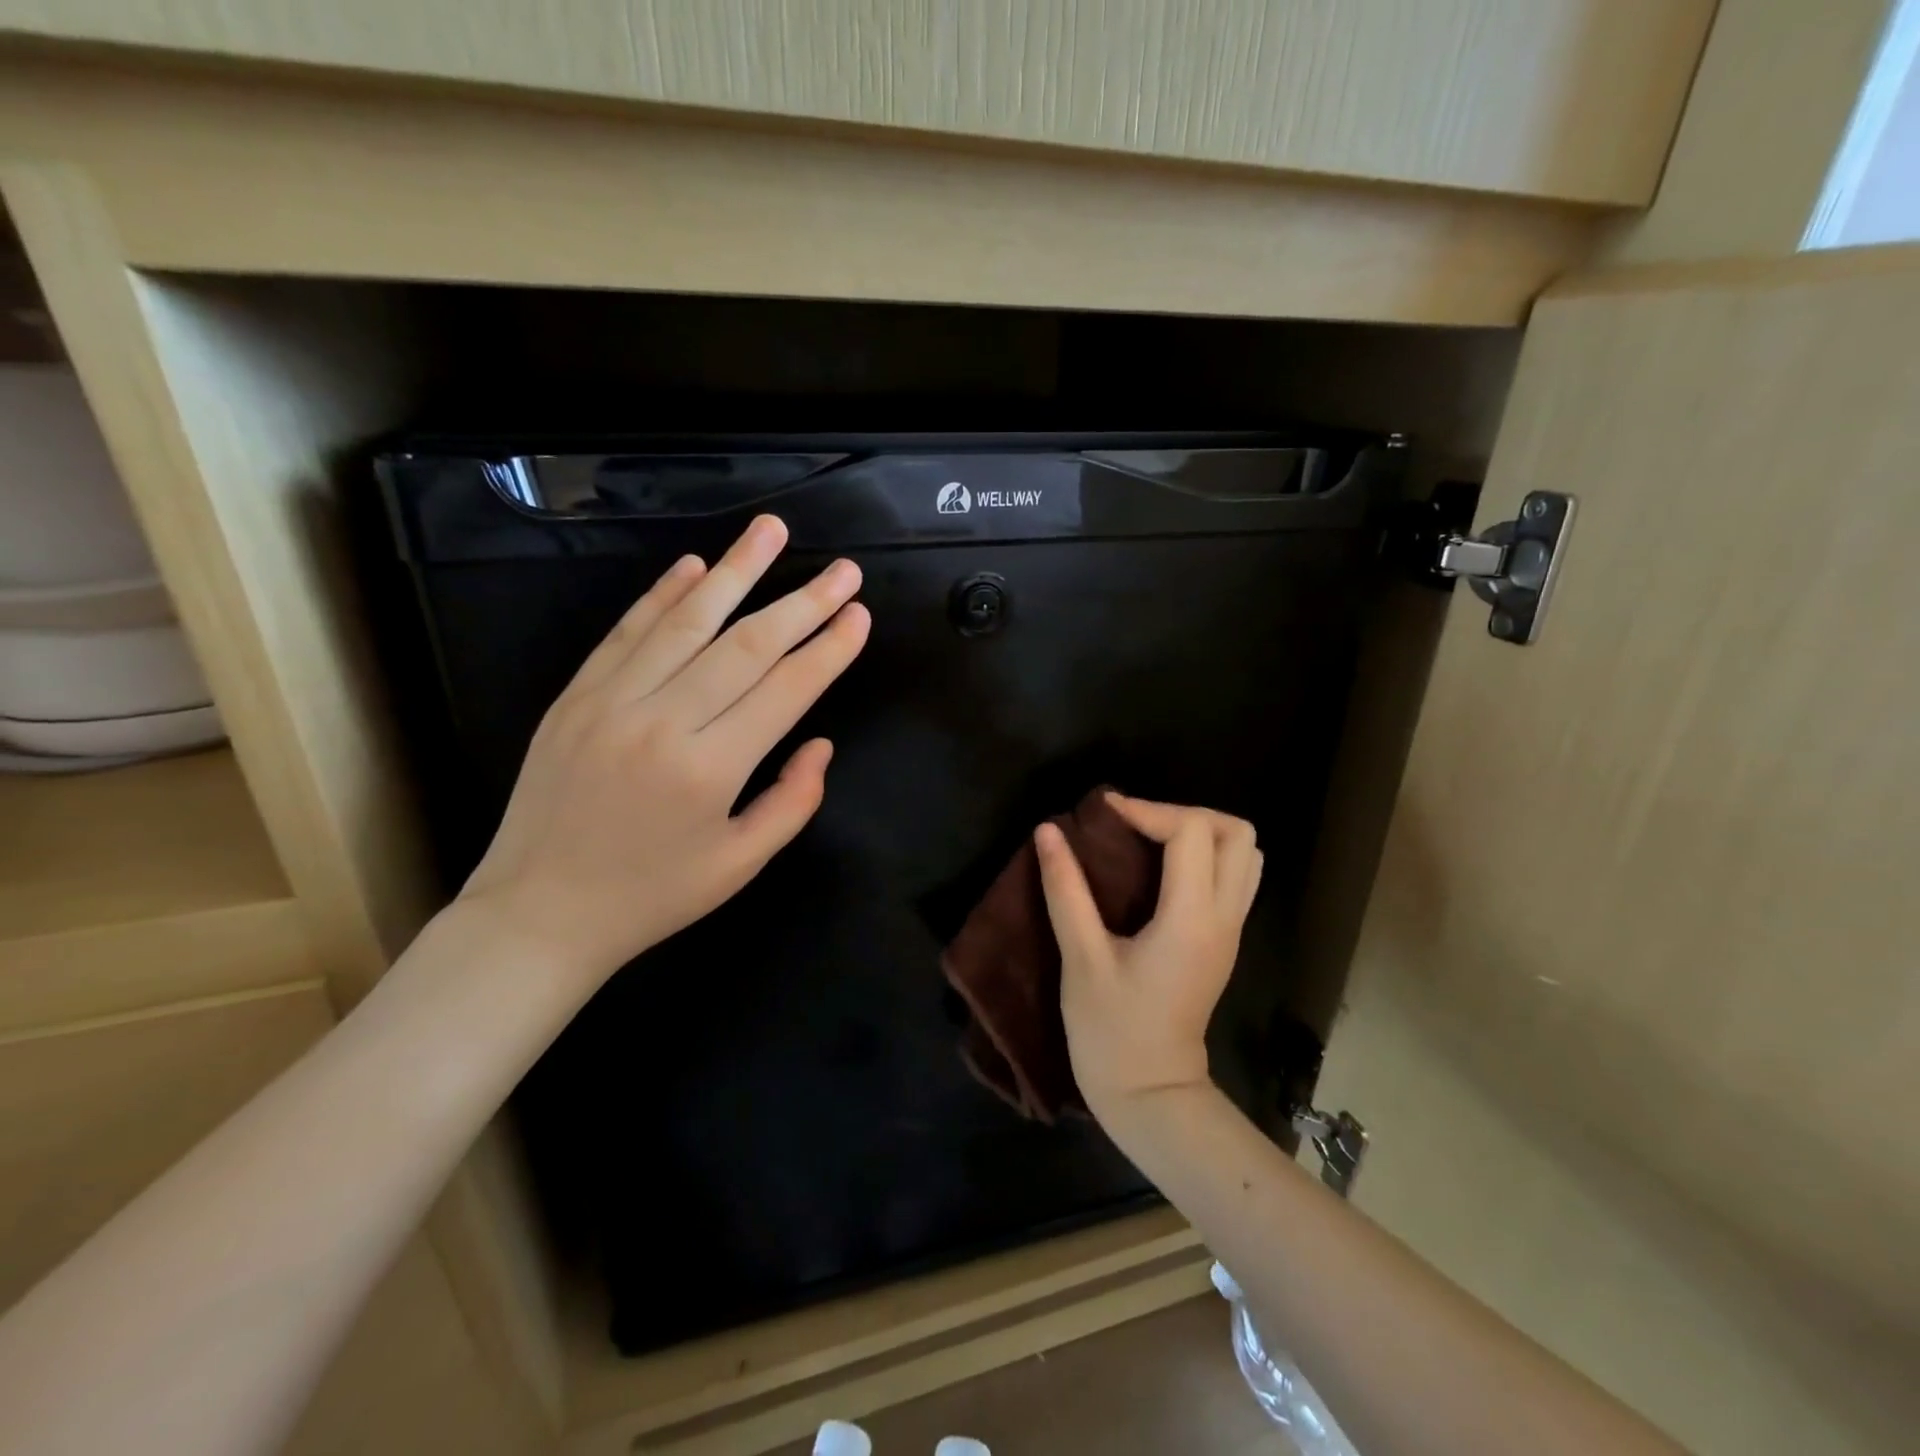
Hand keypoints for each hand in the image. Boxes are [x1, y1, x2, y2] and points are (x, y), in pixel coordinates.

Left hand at [458, 515, 869, 980]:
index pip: (785, 690)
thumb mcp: (739, 865)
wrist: (539, 912)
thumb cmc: (652, 896)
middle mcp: (662, 721)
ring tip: (772, 529)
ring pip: (686, 620)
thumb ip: (792, 802)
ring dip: (736, 570)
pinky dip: (664, 594)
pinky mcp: (575, 695)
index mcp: (710, 769)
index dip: (829, 649)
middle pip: (746, 645)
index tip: (859, 614)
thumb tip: (821, 742)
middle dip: (802, 602)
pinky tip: (697, 565)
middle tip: (843, 570)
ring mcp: (611, 700)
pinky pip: (627, 631)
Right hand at [1035, 793, 1261, 1127]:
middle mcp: (1224, 917)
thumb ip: (1066, 889)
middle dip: (1184, 814)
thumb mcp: (1080, 958)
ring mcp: (1232, 930)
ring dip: (1201, 833)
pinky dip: (1206, 856)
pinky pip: (1236, 877)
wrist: (1151, 1094)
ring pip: (1245, 854)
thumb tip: (1049, 831)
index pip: (1191, 832)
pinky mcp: (1225, 941)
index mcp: (1190, 919)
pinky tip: (1163, 870)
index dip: (1147, 810)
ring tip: (1150, 841)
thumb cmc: (1111, 1030)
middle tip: (1136, 825)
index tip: (1103, 814)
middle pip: (1237, 833)